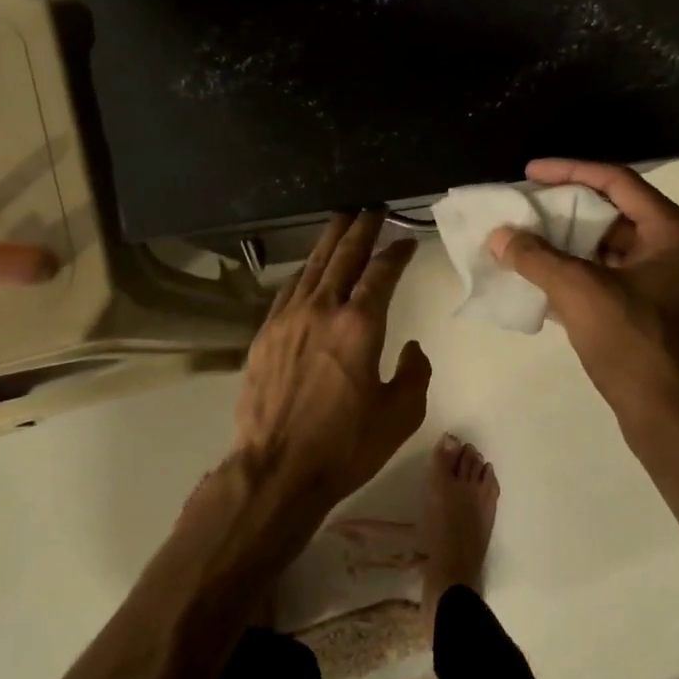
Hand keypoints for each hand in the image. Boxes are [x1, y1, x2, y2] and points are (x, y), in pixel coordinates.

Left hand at [232, 211, 431, 526]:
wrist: (276, 469)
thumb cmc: (345, 445)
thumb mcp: (401, 414)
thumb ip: (414, 373)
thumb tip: (410, 348)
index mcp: (359, 325)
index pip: (381, 273)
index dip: (396, 252)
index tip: (407, 240)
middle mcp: (322, 310)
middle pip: (343, 256)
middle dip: (360, 229)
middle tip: (371, 209)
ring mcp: (287, 320)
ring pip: (311, 267)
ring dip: (329, 241)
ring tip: (341, 221)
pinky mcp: (265, 335)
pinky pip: (287, 291)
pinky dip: (303, 273)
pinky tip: (308, 269)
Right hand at [489, 159, 678, 433]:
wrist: (671, 418)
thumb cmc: (636, 344)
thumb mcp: (582, 293)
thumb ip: (537, 258)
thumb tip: (499, 236)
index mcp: (671, 231)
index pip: (616, 182)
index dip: (570, 171)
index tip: (529, 172)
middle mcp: (669, 248)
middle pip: (609, 212)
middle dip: (561, 209)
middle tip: (520, 206)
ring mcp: (656, 281)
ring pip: (602, 247)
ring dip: (561, 243)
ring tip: (519, 238)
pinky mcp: (642, 310)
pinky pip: (600, 277)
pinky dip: (569, 273)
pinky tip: (534, 276)